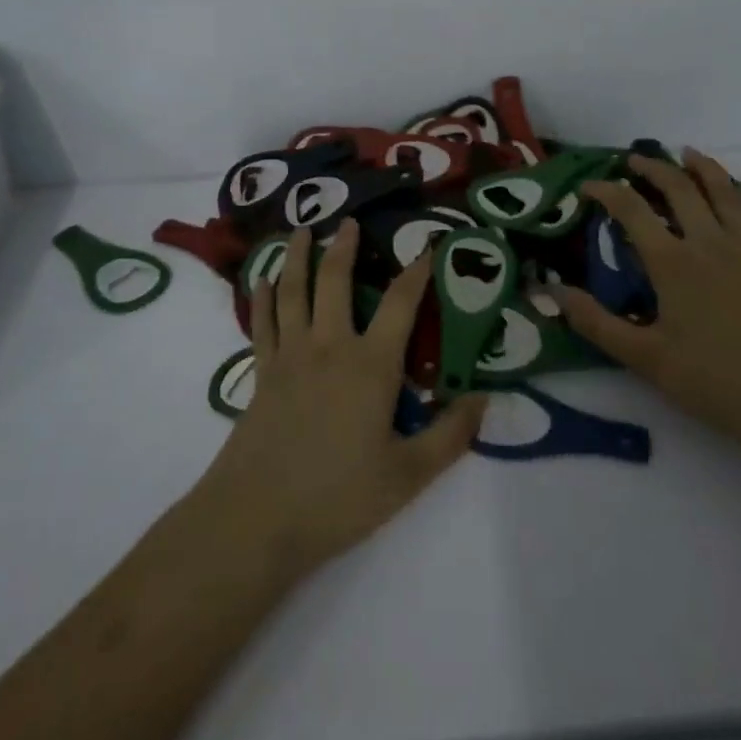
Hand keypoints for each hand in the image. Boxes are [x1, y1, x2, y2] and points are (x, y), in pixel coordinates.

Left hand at [192, 222, 486, 581]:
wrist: (256, 518)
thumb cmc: (338, 497)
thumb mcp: (407, 475)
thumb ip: (449, 436)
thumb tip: (484, 399)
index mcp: (371, 365)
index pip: (401, 304)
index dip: (417, 271)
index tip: (428, 246)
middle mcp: (329, 346)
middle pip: (336, 281)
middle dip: (345, 247)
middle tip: (350, 221)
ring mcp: (290, 356)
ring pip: (293, 291)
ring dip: (298, 257)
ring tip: (302, 230)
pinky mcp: (262, 373)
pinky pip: (263, 323)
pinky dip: (263, 297)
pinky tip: (264, 280)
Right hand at [549, 149, 740, 466]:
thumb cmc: (718, 383)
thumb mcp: (647, 360)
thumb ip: (596, 323)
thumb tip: (551, 290)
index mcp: (673, 263)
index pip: (631, 209)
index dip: (606, 191)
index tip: (588, 186)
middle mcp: (709, 242)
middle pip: (678, 188)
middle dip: (652, 167)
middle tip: (634, 159)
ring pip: (723, 190)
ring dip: (701, 167)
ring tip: (686, 152)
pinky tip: (737, 187)